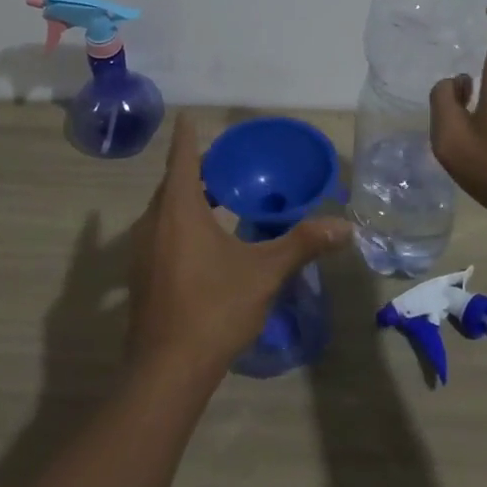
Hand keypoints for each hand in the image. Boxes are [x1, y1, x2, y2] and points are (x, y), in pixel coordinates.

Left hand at [127, 113, 351, 381]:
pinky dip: (180, 224)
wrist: (167, 370)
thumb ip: (302, 243)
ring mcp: (142, 252)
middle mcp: (153, 223)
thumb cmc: (215, 308)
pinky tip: (204, 243)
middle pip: (172, 184)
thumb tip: (344, 227)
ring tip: (218, 198)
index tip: (188, 116)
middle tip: (224, 164)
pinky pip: (161, 234)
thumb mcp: (264, 272)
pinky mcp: (142, 277)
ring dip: (186, 199)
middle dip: (194, 170)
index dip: (187, 136)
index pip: (182, 159)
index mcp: (179, 210)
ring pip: (164, 211)